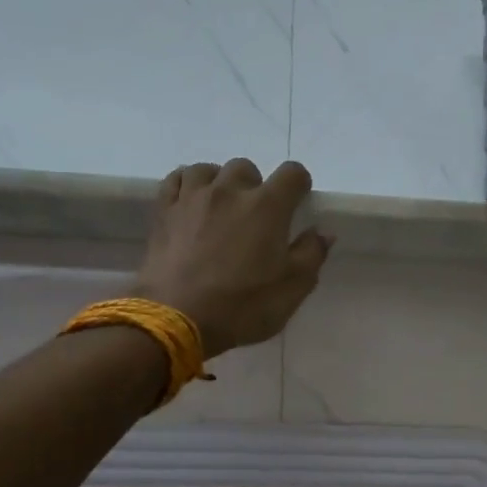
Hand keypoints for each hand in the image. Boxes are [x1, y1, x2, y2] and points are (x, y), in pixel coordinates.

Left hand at [132, 159, 332, 356]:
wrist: (177, 318)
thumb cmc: (244, 305)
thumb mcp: (293, 288)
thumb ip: (312, 254)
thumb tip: (323, 232)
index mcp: (268, 206)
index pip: (292, 174)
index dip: (299, 185)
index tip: (298, 203)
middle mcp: (230, 191)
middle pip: (246, 168)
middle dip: (255, 187)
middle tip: (255, 217)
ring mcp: (192, 197)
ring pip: (208, 170)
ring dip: (219, 182)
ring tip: (221, 207)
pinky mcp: (163, 211)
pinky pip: (175, 180)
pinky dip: (187, 185)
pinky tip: (191, 202)